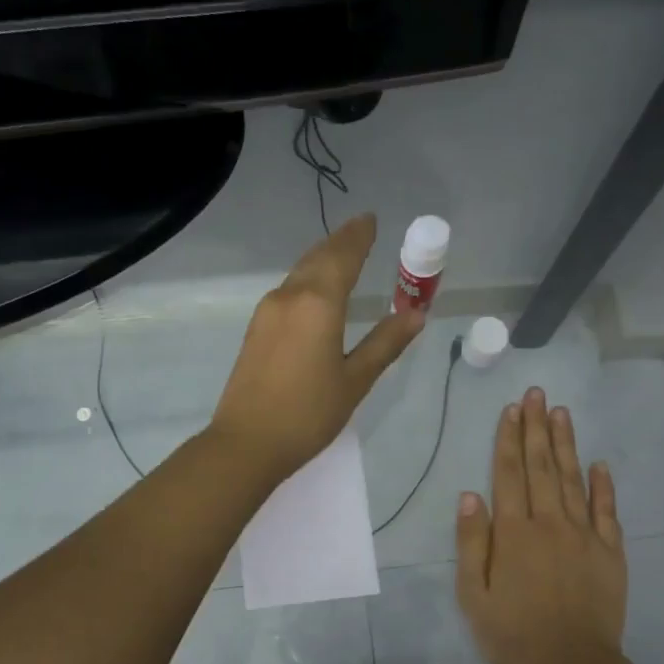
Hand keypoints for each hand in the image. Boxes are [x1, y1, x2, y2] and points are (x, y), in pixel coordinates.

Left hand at [210, 214, 422, 483]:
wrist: (247, 443)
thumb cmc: (308, 414)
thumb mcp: (355, 380)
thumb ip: (385, 343)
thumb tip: (416, 313)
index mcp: (318, 303)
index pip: (343, 256)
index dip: (359, 237)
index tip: (372, 220)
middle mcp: (289, 297)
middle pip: (317, 258)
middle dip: (340, 242)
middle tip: (360, 230)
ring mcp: (267, 312)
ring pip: (299, 273)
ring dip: (321, 258)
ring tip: (341, 253)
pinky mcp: (256, 330)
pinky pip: (287, 290)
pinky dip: (307, 279)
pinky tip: (314, 290)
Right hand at [456, 388, 626, 663]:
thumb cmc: (513, 633)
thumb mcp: (474, 595)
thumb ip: (472, 544)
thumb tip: (469, 496)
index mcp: (514, 533)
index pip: (509, 475)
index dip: (508, 440)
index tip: (511, 409)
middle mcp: (549, 523)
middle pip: (542, 466)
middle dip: (536, 428)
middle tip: (536, 394)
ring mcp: (584, 535)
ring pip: (574, 479)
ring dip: (566, 444)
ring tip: (561, 413)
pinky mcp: (610, 551)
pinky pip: (607, 510)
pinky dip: (603, 485)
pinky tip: (600, 463)